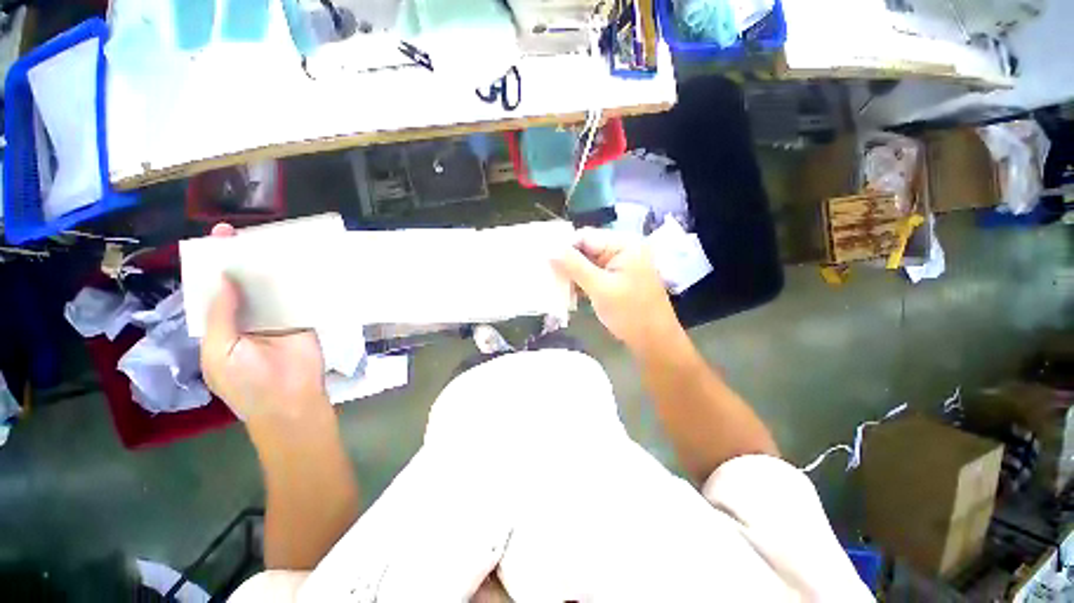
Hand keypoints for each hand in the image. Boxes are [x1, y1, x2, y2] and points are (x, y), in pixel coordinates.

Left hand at [199, 223, 329, 426]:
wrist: (291, 401)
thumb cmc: (246, 382)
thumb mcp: (219, 351)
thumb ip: (220, 315)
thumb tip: (222, 277)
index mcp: (222, 325)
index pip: (215, 290)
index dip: (214, 264)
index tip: (218, 237)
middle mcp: (250, 317)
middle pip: (245, 283)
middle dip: (242, 259)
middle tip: (244, 233)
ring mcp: (279, 318)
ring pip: (273, 288)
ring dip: (272, 268)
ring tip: (273, 241)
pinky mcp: (305, 320)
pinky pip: (300, 298)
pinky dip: (301, 282)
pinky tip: (301, 263)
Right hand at [551, 228, 681, 355]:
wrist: (655, 342)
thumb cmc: (630, 313)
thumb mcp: (600, 288)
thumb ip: (574, 266)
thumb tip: (549, 249)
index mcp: (624, 244)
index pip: (585, 236)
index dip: (563, 248)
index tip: (543, 262)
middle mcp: (622, 249)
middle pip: (585, 249)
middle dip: (566, 263)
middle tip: (546, 276)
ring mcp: (620, 265)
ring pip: (587, 264)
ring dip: (572, 275)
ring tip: (553, 287)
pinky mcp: (617, 279)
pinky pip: (593, 275)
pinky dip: (581, 283)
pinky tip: (568, 294)